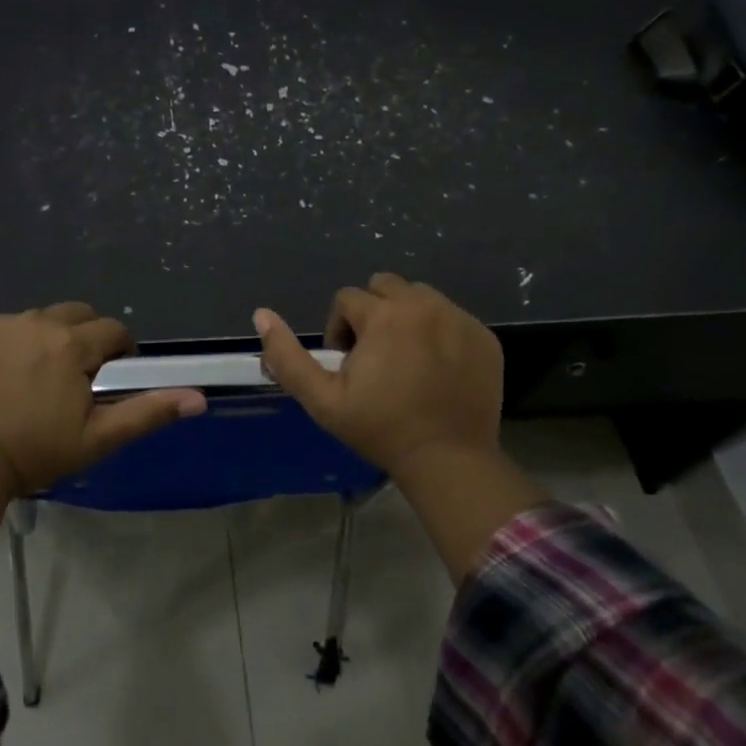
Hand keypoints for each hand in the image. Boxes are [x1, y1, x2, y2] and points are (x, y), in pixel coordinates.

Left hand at [0, 302, 205, 493]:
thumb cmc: (35, 452)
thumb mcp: (98, 438)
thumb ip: (149, 412)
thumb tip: (199, 398)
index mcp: (72, 344)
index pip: (113, 331)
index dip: (120, 353)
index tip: (110, 380)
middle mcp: (37, 321)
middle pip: (77, 314)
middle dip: (86, 338)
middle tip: (77, 378)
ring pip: (40, 319)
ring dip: (49, 339)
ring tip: (38, 379)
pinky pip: (3, 328)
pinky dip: (12, 344)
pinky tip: (4, 377)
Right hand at [253, 273, 505, 481]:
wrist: (448, 459)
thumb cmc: (380, 429)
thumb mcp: (322, 399)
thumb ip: (286, 356)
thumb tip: (261, 314)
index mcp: (384, 315)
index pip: (347, 299)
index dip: (339, 330)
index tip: (347, 366)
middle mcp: (424, 305)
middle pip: (385, 286)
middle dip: (372, 313)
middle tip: (374, 357)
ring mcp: (459, 318)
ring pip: (420, 297)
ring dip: (405, 317)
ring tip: (404, 359)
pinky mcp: (484, 336)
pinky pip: (451, 317)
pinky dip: (438, 332)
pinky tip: (435, 369)